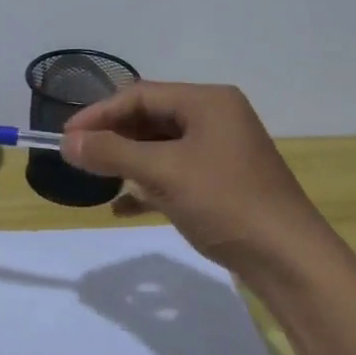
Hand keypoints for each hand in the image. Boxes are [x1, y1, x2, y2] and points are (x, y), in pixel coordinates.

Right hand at [61, 82, 323, 271]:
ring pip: (160, 147)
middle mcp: (216, 118)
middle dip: (113, 138)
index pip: (141, 95)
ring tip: (96, 179)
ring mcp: (220, 151)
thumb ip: (112, 153)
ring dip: (128, 162)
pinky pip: (174, 173)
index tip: (66, 136)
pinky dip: (148, 185)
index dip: (99, 114)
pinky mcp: (221, 182)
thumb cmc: (226, 202)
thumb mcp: (163, 173)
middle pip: (151, 118)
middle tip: (78, 157)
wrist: (289, 259)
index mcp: (208, 102)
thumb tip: (67, 142)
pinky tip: (122, 207)